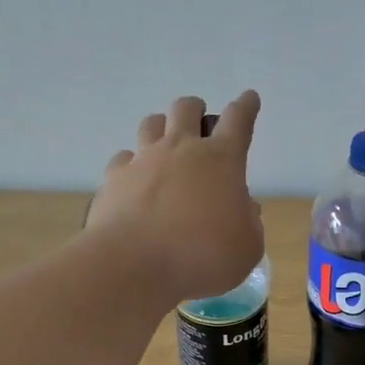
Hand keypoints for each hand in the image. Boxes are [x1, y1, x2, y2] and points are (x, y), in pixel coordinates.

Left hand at [88, 92, 264, 303]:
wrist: (134, 266)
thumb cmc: (203, 256)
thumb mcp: (247, 248)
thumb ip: (250, 224)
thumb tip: (244, 208)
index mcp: (221, 160)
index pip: (239, 120)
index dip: (246, 106)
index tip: (249, 98)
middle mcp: (181, 149)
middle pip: (186, 108)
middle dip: (196, 110)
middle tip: (200, 125)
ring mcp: (143, 160)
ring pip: (151, 123)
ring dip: (162, 127)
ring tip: (166, 144)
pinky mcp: (114, 179)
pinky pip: (123, 159)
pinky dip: (132, 165)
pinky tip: (135, 180)